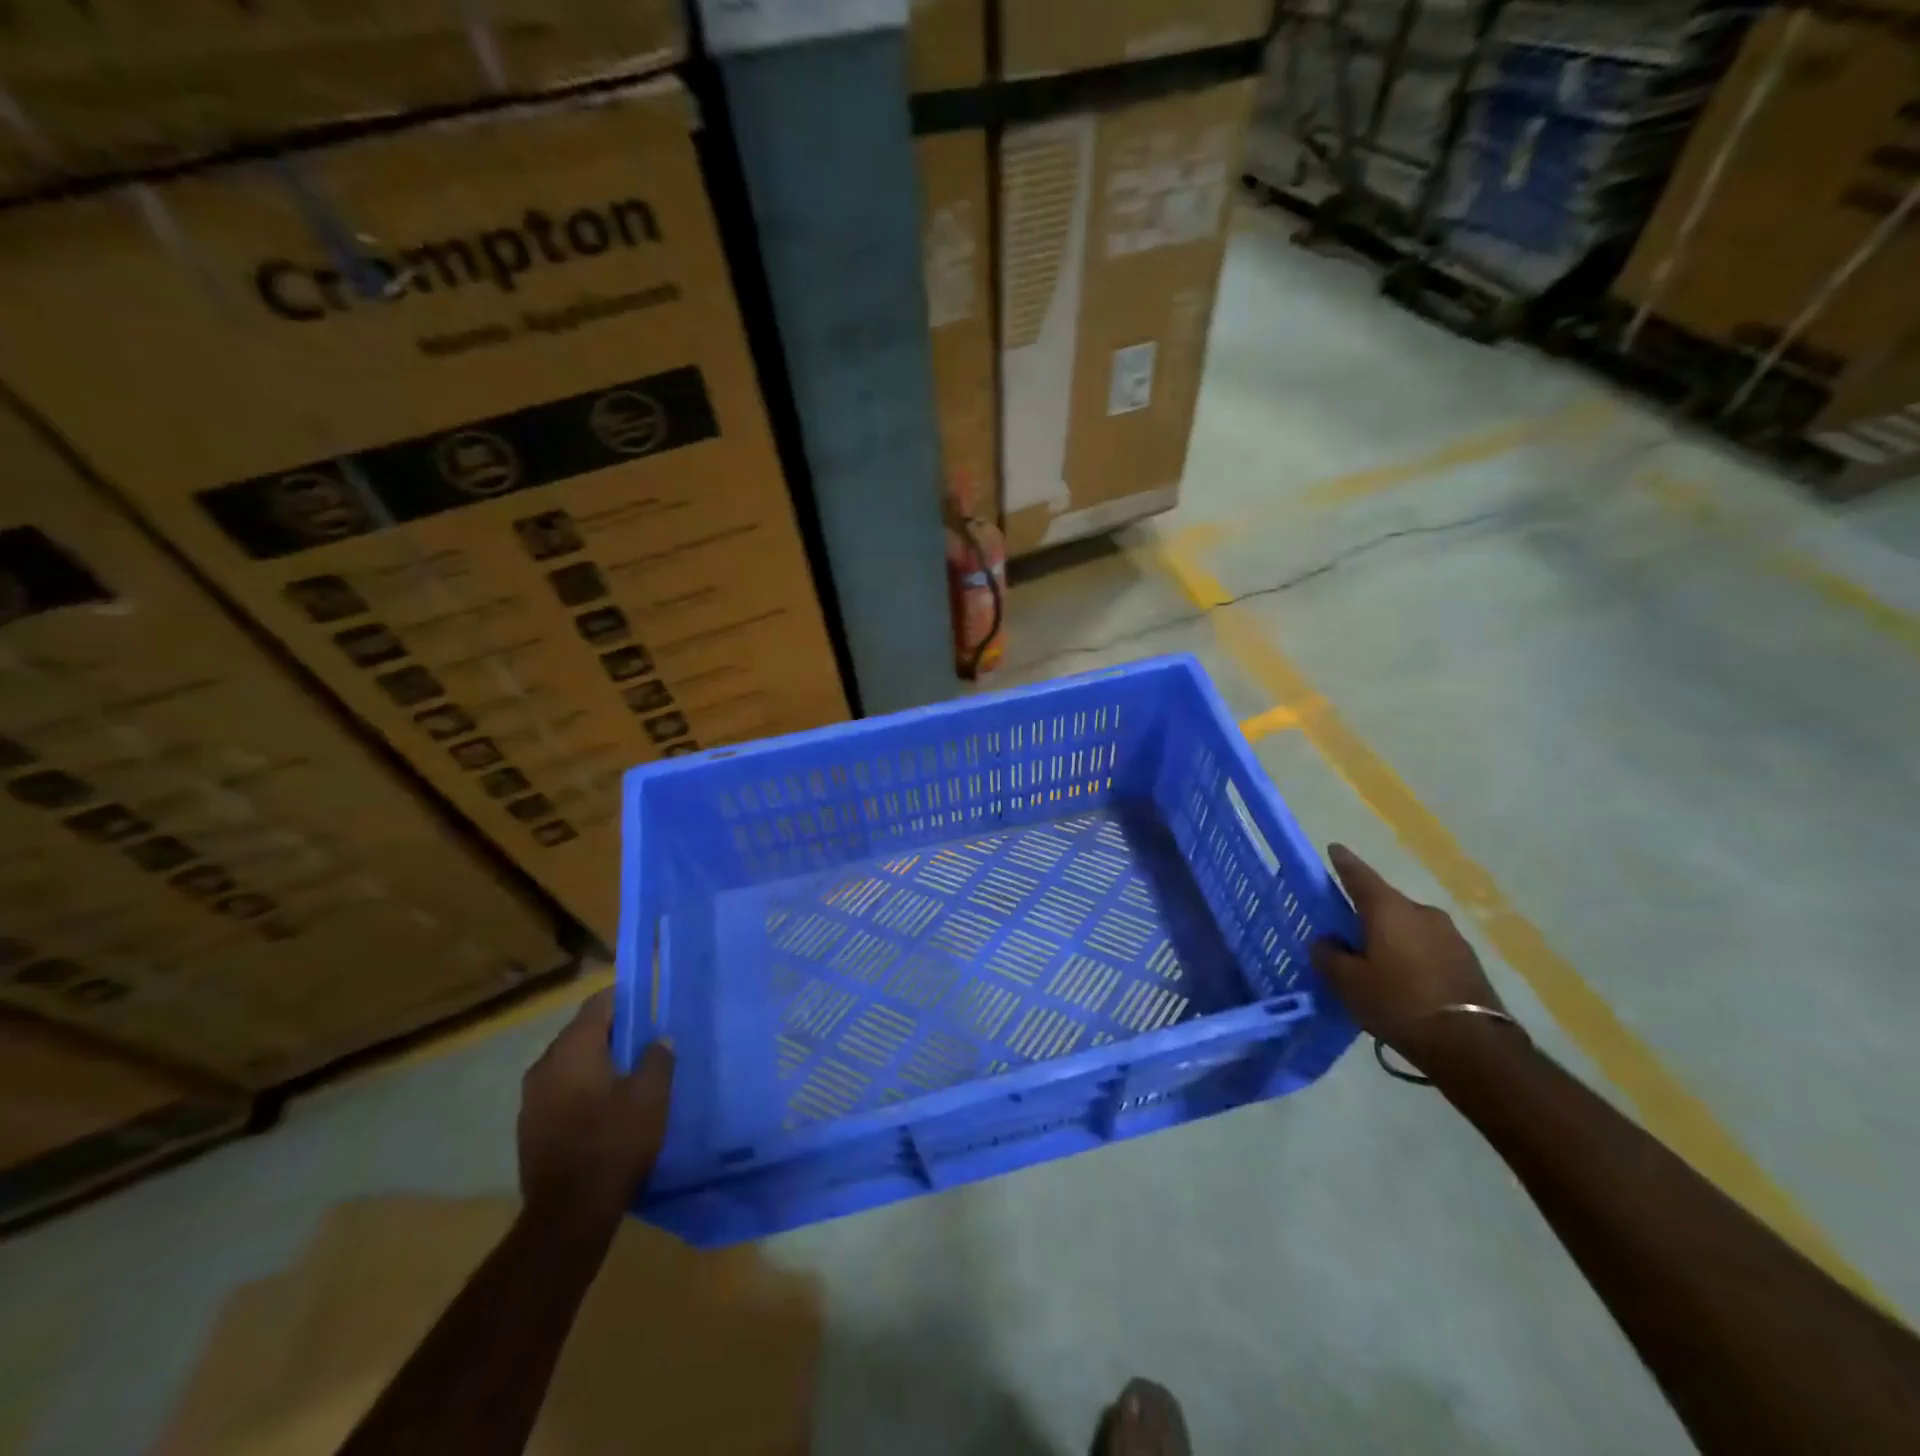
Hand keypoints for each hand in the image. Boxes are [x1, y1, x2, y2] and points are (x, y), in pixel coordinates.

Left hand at [517, 989, 673, 1225]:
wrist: (568, 1214)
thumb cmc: (614, 1143)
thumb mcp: (651, 1096)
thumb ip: (657, 1058)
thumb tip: (658, 1039)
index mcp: (573, 1049)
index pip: (598, 1005)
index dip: (624, 999)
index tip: (648, 1003)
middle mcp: (545, 1065)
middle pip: (581, 1032)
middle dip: (612, 1032)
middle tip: (644, 1039)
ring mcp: (531, 1099)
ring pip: (569, 1063)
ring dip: (596, 1061)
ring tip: (628, 1073)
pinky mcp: (529, 1127)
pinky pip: (560, 1090)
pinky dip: (582, 1087)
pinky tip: (604, 1105)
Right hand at [1310, 844, 1510, 1068]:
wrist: (1472, 1045)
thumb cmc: (1398, 1003)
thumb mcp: (1347, 982)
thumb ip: (1329, 954)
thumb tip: (1329, 941)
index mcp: (1388, 909)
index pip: (1359, 875)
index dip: (1343, 862)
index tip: (1334, 849)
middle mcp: (1421, 912)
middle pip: (1385, 903)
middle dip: (1366, 913)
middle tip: (1347, 932)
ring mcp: (1450, 935)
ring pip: (1408, 927)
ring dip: (1391, 937)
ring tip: (1376, 963)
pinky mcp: (1468, 961)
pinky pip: (1427, 948)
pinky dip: (1412, 956)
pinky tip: (1404, 980)